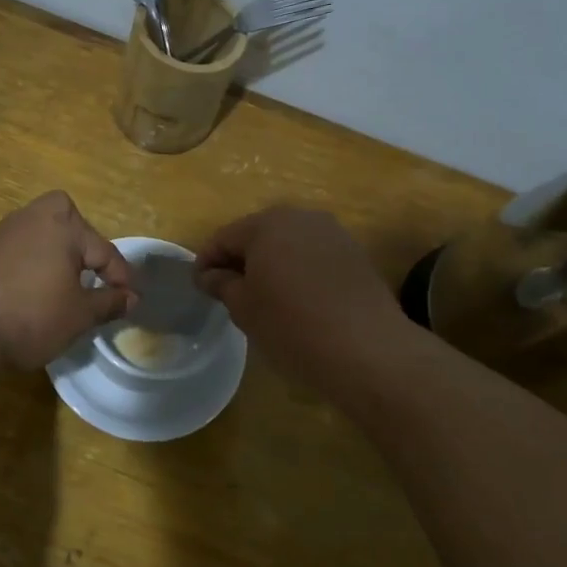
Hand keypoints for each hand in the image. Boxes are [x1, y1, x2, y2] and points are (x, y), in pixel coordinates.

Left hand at [0, 192, 134, 368]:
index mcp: (62, 227)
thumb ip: (108, 302)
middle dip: (78, 237)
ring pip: (28, 229)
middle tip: (88, 270)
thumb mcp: (81, 315)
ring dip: (43, 247)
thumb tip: (130, 297)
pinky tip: (6, 275)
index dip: (121, 276)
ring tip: (52, 277)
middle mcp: (28, 220)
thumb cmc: (34, 317)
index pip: (103, 250)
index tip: (130, 298)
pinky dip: (3, 258)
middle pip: (62, 215)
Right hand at [194, 207, 407, 385]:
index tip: (200, 287)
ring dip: (271, 263)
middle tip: (230, 292)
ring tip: (264, 297)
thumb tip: (210, 275)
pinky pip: (313, 255)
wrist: (367, 348)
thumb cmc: (292, 326)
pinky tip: (298, 299)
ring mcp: (332, 232)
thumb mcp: (245, 308)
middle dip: (240, 259)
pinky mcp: (354, 253)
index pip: (223, 237)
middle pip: (258, 234)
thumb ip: (222, 284)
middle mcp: (300, 217)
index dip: (206, 262)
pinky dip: (299, 270)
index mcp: (266, 224)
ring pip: (288, 243)